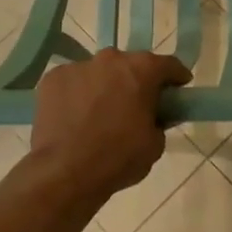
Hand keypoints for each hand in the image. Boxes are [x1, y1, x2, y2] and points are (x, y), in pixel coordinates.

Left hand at [28, 49, 191, 199]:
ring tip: (101, 112)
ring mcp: (78, 66)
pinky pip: (73, 82)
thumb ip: (159, 121)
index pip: (169, 64)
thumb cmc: (118, 157)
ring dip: (105, 86)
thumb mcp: (155, 143)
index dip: (176, 77)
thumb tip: (152, 115)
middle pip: (131, 64)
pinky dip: (78, 94)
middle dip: (137, 80)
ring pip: (99, 72)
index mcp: (142, 70)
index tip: (178, 89)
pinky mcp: (53, 78)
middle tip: (137, 104)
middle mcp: (111, 59)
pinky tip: (75, 117)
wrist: (65, 172)